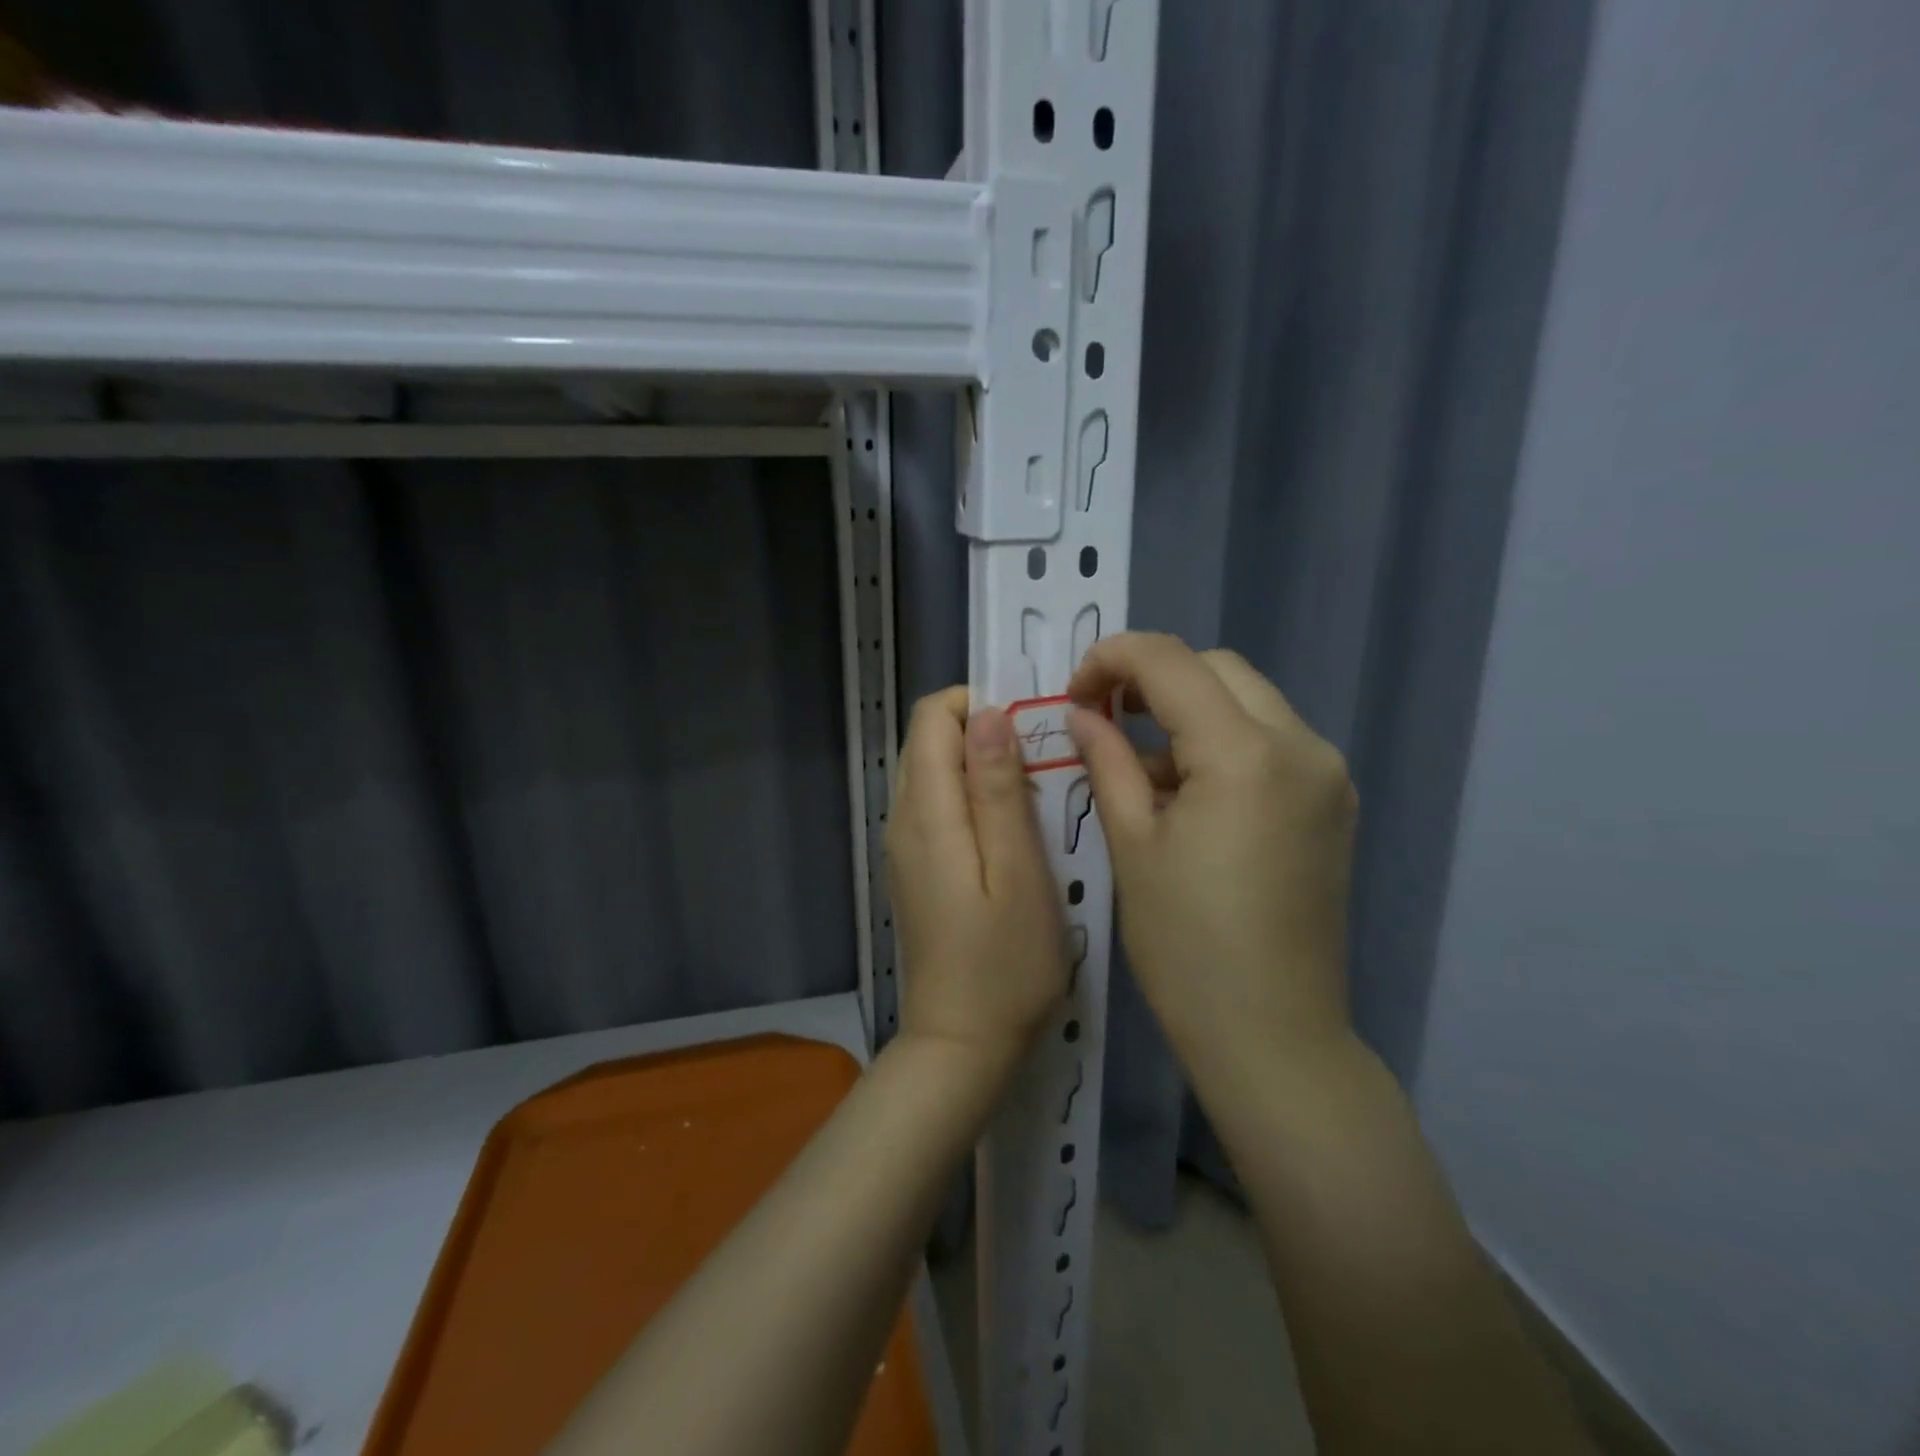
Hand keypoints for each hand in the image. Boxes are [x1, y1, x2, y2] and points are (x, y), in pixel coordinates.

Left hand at [887, 687, 1068, 1070]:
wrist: (961, 1044)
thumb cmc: (1005, 963)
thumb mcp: (1017, 871)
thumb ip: (998, 788)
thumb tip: (989, 713)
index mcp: (926, 811)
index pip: (931, 717)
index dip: (978, 704)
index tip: (1031, 726)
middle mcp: (902, 818)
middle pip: (928, 740)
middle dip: (983, 732)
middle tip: (1042, 763)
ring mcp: (903, 845)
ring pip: (933, 771)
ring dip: (980, 765)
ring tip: (1033, 794)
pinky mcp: (914, 868)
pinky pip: (936, 805)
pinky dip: (970, 796)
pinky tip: (1009, 829)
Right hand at [1065, 633, 1357, 1062]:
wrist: (1272, 1035)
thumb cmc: (1186, 946)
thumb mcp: (1132, 844)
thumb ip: (1106, 760)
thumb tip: (1081, 713)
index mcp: (1245, 754)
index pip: (1170, 661)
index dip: (1111, 659)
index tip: (1073, 694)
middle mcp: (1301, 746)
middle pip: (1216, 669)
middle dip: (1152, 678)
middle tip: (1102, 717)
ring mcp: (1326, 773)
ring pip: (1246, 700)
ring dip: (1187, 711)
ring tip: (1141, 766)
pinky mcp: (1331, 802)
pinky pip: (1270, 740)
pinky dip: (1221, 742)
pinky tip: (1187, 791)